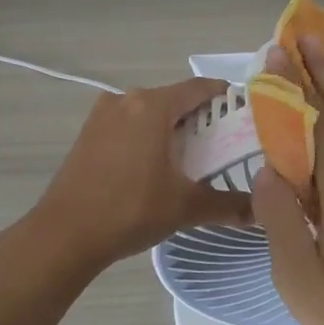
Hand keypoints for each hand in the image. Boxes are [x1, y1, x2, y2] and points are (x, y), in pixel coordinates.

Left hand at [32, 78, 254, 269]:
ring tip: (195, 157)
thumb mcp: (185, 208)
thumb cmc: (130, 211)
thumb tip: (259, 212)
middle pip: (175, 99)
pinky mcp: (88, 134)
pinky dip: (148, 137)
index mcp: (152, 106)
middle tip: (226, 144)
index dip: (227, 98)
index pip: (200, 88)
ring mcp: (102, 115)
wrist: (64, 235)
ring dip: (172, 128)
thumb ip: (227, 205)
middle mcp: (127, 100)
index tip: (247, 115)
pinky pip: (129, 125)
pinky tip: (157, 166)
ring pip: (150, 113)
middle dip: (202, 118)